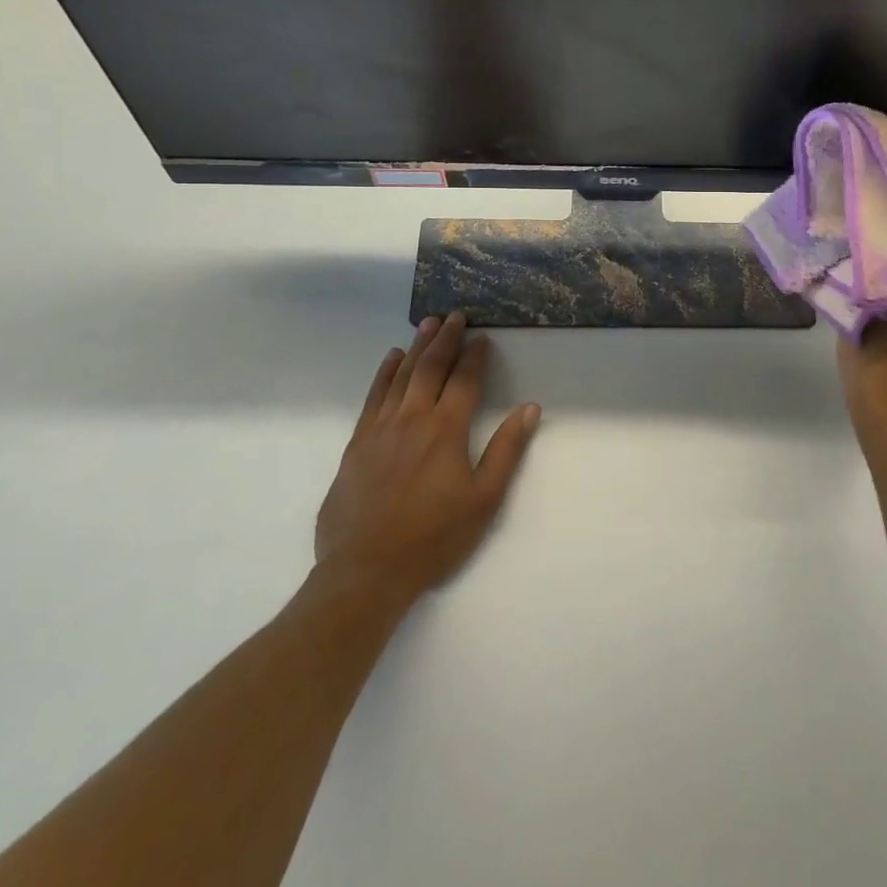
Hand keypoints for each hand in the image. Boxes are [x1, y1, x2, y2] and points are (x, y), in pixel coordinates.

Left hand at [313, 313, 540, 609]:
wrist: (366, 571)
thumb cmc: (434, 537)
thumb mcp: (484, 499)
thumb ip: (507, 450)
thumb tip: (529, 408)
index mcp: (446, 430)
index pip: (464, 380)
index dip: (475, 356)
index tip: (483, 337)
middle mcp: (412, 419)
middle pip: (431, 368)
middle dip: (445, 339)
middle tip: (455, 316)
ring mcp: (380, 429)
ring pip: (401, 376)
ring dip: (416, 347)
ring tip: (427, 324)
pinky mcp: (356, 444)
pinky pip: (373, 397)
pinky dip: (384, 374)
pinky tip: (390, 360)